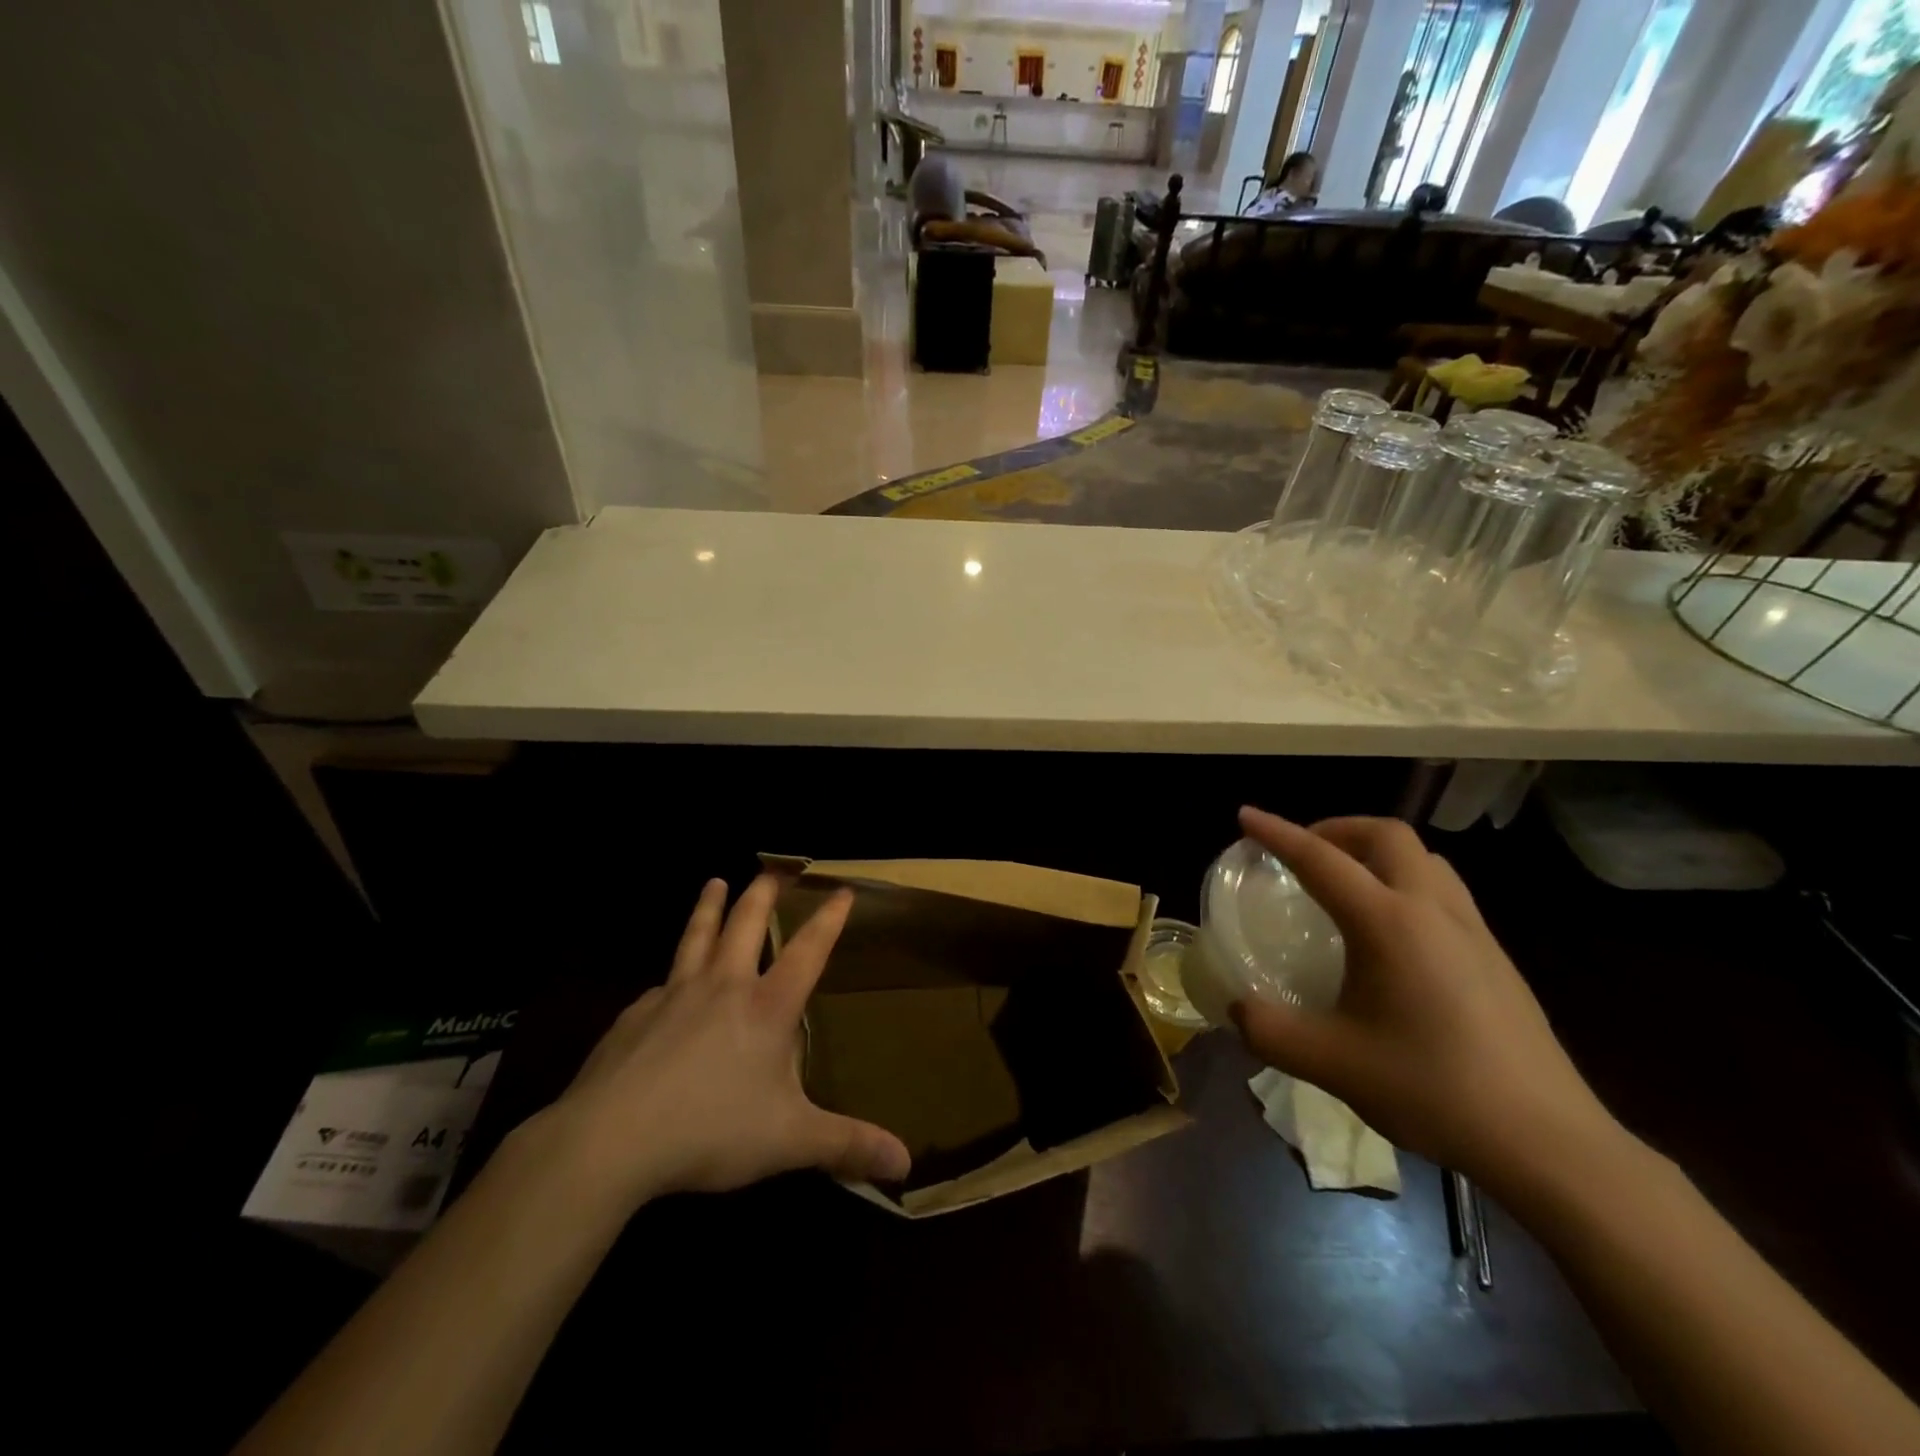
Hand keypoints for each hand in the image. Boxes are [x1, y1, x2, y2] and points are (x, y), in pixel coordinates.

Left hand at [541, 876, 910, 1210]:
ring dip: (709, 907)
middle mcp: (723, 987)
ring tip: (714, 882)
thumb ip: (847, 1146)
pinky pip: (659, 986)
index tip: (841, 890)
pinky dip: (670, 975)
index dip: (829, 919)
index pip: (808, 950)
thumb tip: (905, 1164)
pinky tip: (662, 986)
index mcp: (766, 1007)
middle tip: (771, 871)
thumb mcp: (789, 1141)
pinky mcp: (635, 1015)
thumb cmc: (710, 1130)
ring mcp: (674, 995)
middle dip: (762, 895)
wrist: (610, 1139)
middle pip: (746, 925)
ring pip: (697, 937)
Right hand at [1230, 808, 1617, 1190]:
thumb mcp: (1331, 1063)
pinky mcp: (1496, 957)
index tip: (1245, 815)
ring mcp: (1473, 931)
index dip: (1277, 832)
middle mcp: (1432, 911)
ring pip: (1424, 858)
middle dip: (1338, 828)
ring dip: (1377, 851)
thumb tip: (1238, 1008)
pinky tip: (1393, 931)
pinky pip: (1444, 890)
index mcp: (1388, 923)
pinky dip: (1407, 881)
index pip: (1321, 859)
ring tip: (1348, 881)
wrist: (1547, 1142)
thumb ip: (1270, 1030)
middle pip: (1386, 835)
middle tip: (1304, 852)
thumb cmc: (1432, 1089)